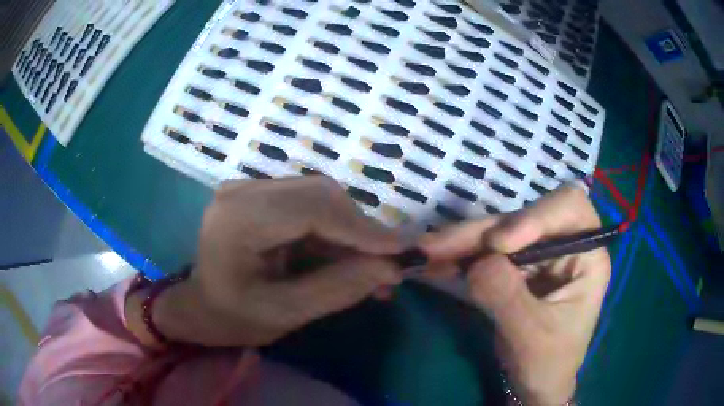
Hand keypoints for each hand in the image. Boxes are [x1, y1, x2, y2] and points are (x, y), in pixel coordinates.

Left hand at [130, 177, 405, 346]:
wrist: (199, 305)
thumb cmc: (231, 318)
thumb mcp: (285, 314)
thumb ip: (338, 289)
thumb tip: (392, 268)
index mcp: (238, 220)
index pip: (312, 210)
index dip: (362, 230)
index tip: (402, 252)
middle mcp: (242, 190)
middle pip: (321, 195)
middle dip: (361, 231)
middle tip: (389, 266)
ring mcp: (250, 187)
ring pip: (321, 197)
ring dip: (352, 231)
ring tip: (372, 268)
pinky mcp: (260, 194)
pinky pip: (309, 204)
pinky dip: (335, 230)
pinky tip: (348, 255)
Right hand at [420, 185, 609, 405]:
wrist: (536, 384)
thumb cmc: (548, 363)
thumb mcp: (531, 336)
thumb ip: (507, 297)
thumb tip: (476, 263)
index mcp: (587, 256)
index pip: (569, 209)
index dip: (535, 216)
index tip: (499, 244)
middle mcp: (563, 245)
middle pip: (523, 219)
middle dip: (480, 232)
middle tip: (435, 246)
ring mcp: (537, 255)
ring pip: (498, 232)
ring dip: (462, 242)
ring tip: (425, 252)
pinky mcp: (515, 267)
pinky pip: (485, 252)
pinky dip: (459, 256)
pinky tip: (434, 261)